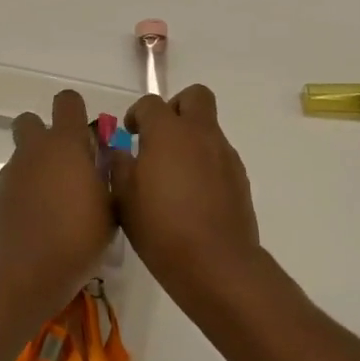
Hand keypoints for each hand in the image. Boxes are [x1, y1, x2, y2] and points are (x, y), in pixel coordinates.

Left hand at [0, 89, 115, 318]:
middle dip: (46, 134)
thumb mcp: (112, 207)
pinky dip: (27, 190)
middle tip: (67, 164)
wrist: (25, 273)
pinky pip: (15, 180)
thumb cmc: (78, 237)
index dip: (77, 112)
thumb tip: (105, 159)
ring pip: (24, 154)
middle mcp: (35, 150)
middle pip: (31, 121)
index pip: (67, 101)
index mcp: (66, 144)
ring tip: (57, 200)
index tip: (89, 137)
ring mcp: (12, 172)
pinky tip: (40, 218)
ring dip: (38, 166)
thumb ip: (109, 175)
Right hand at [109, 85, 262, 304]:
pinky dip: (204, 162)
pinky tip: (192, 194)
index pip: (151, 103)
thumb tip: (121, 151)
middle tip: (159, 136)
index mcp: (168, 132)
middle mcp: (201, 134)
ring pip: (209, 127)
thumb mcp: (124, 198)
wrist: (215, 263)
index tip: (130, 134)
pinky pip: (219, 155)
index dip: (137, 114)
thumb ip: (119, 166)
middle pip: (195, 96)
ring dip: (191, 138)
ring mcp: (225, 154)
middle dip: (176, 107)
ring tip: (173, 173)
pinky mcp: (240, 177)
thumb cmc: (160, 228)